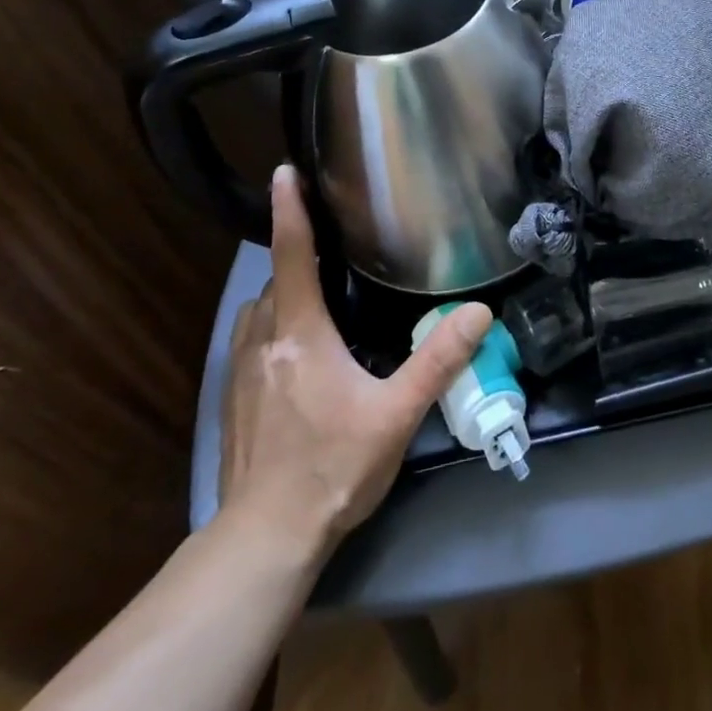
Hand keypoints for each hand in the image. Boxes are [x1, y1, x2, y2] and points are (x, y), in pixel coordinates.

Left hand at [221, 165, 491, 553]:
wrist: (265, 539)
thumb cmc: (334, 468)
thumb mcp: (397, 414)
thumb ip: (438, 359)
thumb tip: (479, 311)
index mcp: (301, 335)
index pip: (292, 256)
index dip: (291, 210)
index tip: (284, 172)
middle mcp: (263, 343)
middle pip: (275, 282)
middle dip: (297, 257)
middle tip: (331, 245)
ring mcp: (240, 373)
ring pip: (258, 311)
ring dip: (282, 292)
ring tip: (315, 292)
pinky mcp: (232, 400)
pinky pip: (250, 340)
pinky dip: (270, 324)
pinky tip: (294, 349)